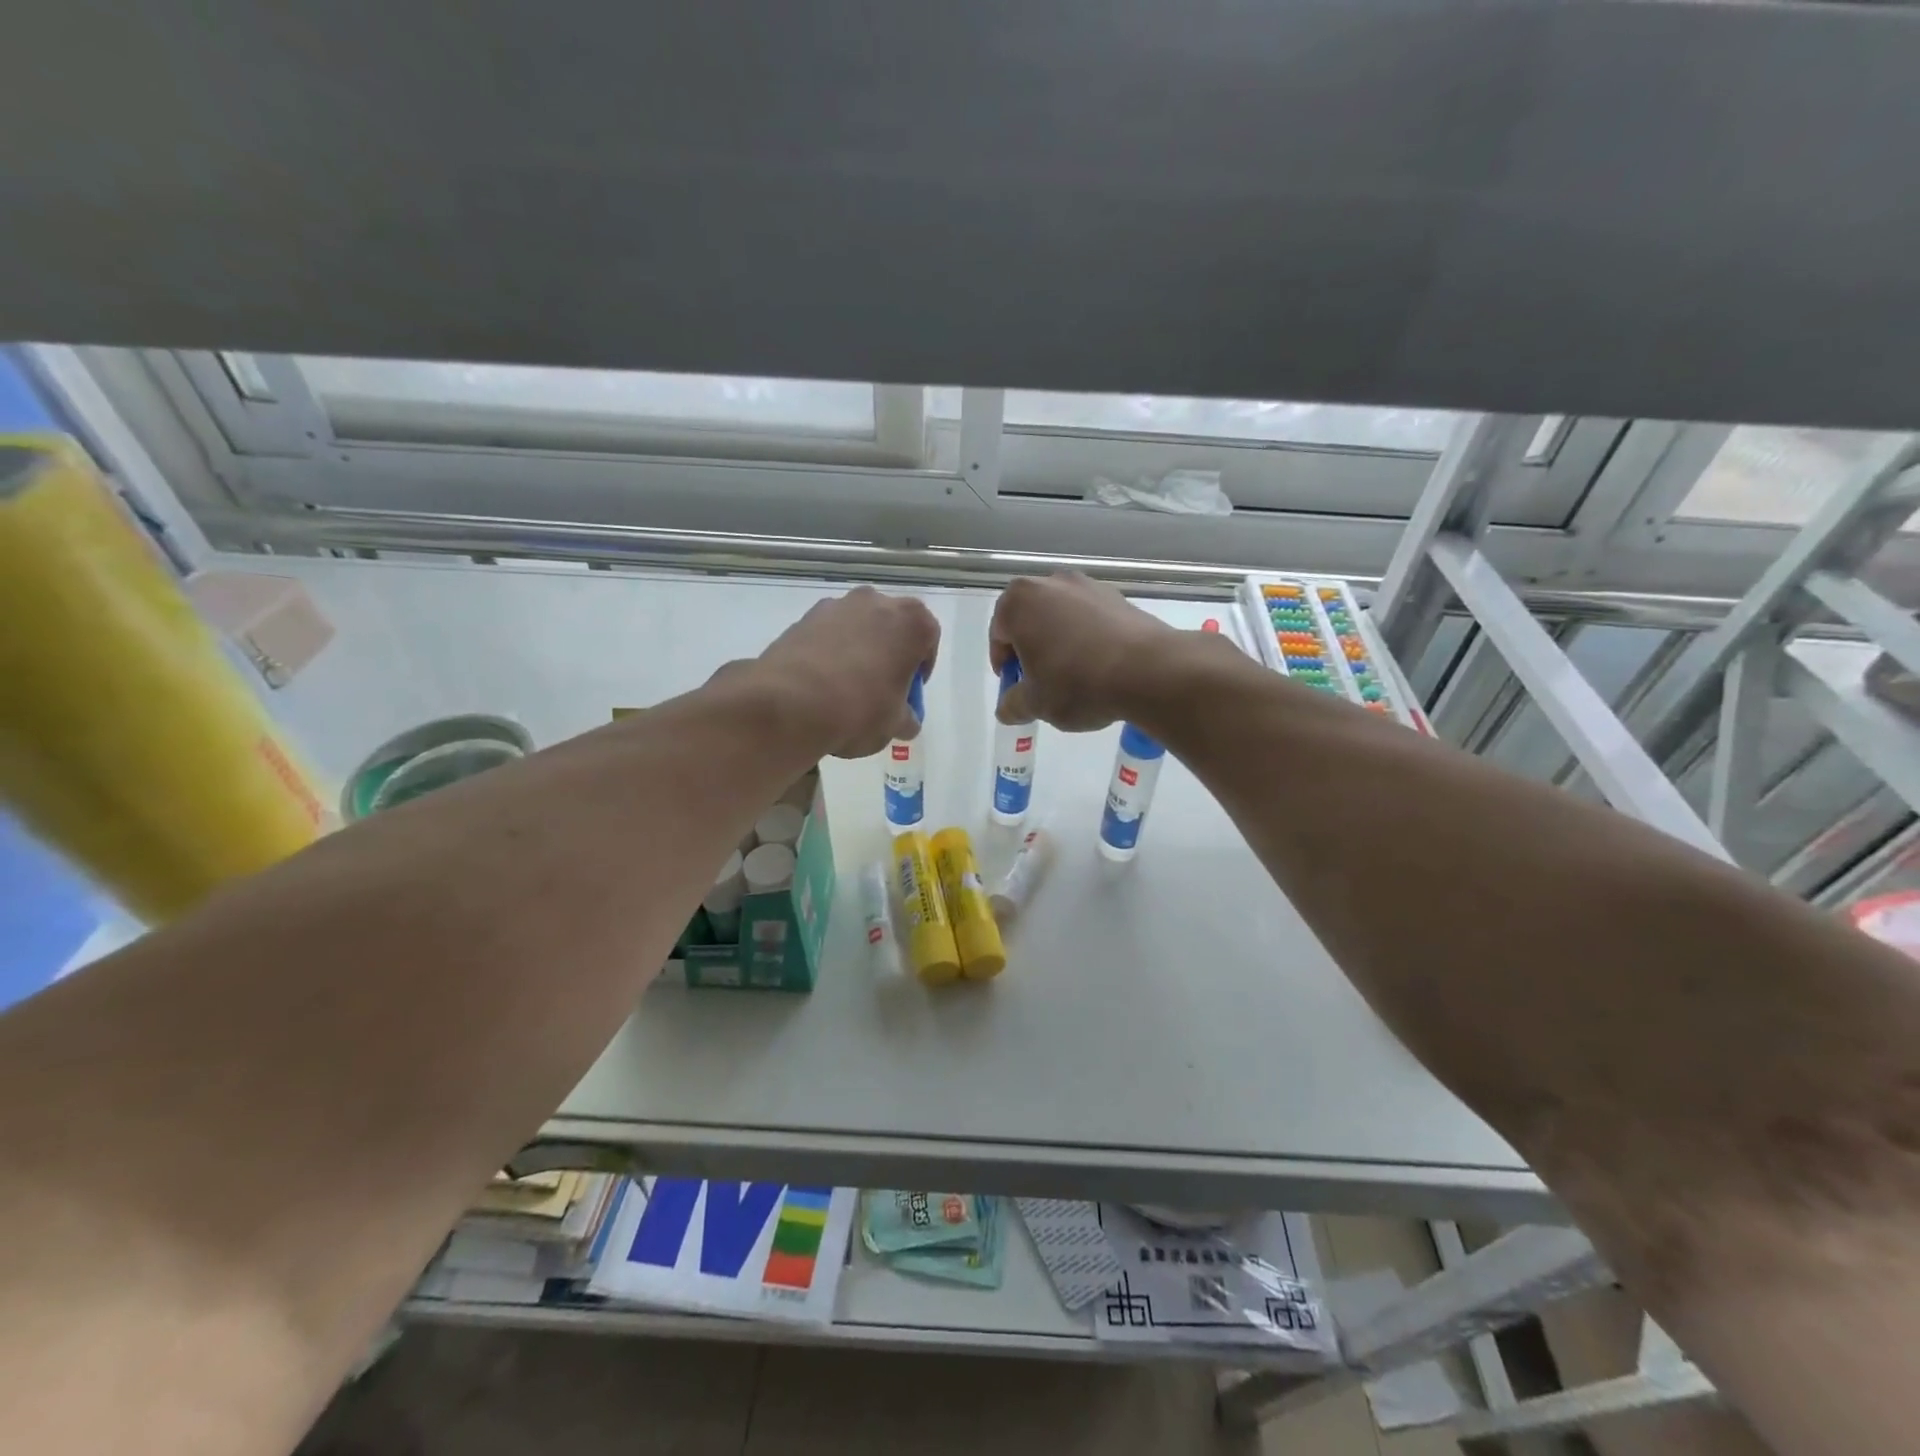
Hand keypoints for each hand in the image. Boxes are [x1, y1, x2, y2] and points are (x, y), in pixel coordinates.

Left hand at [752, 587, 939, 757]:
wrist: (790, 704)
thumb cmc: (860, 709)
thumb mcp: (895, 724)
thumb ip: (907, 718)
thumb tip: (905, 720)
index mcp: (911, 621)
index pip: (928, 639)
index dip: (921, 669)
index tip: (909, 693)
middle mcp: (876, 602)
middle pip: (892, 627)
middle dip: (889, 653)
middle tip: (881, 689)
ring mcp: (837, 606)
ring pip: (857, 628)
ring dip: (858, 651)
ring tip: (846, 689)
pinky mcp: (803, 618)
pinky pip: (827, 635)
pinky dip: (829, 653)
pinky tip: (820, 685)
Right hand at [990, 573, 1177, 730]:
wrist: (1148, 670)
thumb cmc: (1076, 683)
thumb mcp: (1036, 703)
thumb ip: (1013, 704)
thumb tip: (1008, 708)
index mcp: (1019, 602)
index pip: (998, 634)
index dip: (1004, 664)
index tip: (1016, 686)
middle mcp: (1051, 583)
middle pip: (1030, 619)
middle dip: (1031, 649)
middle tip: (1041, 682)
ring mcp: (1088, 586)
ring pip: (1062, 617)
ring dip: (1060, 642)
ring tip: (1074, 676)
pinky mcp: (1119, 596)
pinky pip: (1091, 619)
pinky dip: (1088, 638)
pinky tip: (1100, 666)